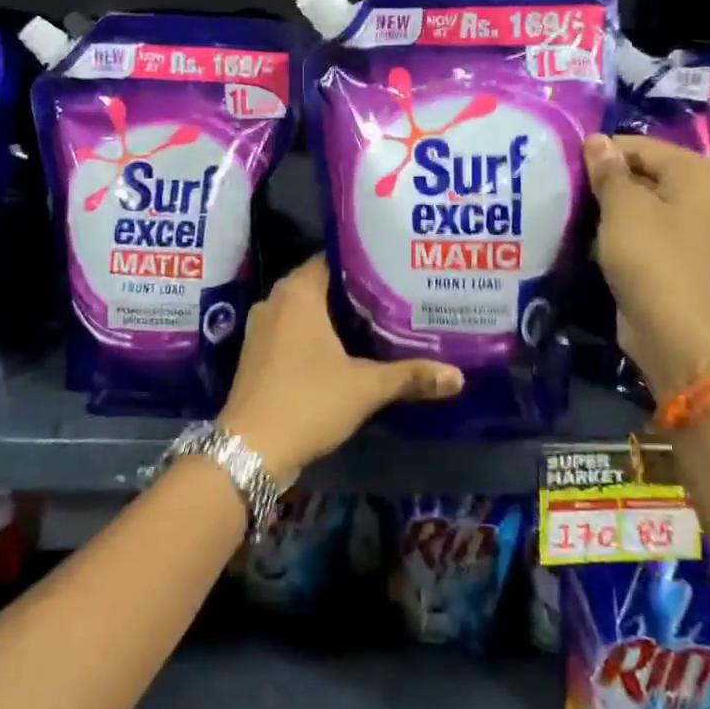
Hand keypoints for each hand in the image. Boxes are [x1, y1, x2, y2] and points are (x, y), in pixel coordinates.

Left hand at [217, 255, 462, 482]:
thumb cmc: (308, 402)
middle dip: (356, 291)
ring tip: (379, 320)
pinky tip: (347, 350)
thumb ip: (410, 376)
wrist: (251, 449)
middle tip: (396, 294)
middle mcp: (275, 300)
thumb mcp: (365, 387)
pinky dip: (317, 335)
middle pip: (322, 284)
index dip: (365, 262)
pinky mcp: (257, 353)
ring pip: (306, 310)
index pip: (334, 258)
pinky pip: (293, 331)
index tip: (396, 267)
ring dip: (336, 316)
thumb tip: (458, 376)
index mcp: (297, 292)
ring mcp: (262, 328)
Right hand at [583, 133, 709, 400]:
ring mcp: (688, 228)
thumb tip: (597, 140)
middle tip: (563, 188)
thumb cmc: (651, 256)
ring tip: (569, 211)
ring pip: (638, 205)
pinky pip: (639, 232)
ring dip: (607, 209)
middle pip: (641, 173)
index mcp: (697, 172)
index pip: (639, 146)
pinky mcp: (672, 256)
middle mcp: (700, 194)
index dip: (601, 153)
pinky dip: (615, 233)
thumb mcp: (623, 206)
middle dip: (604, 181)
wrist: (674, 331)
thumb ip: (608, 170)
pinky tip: (586, 237)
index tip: (564, 165)